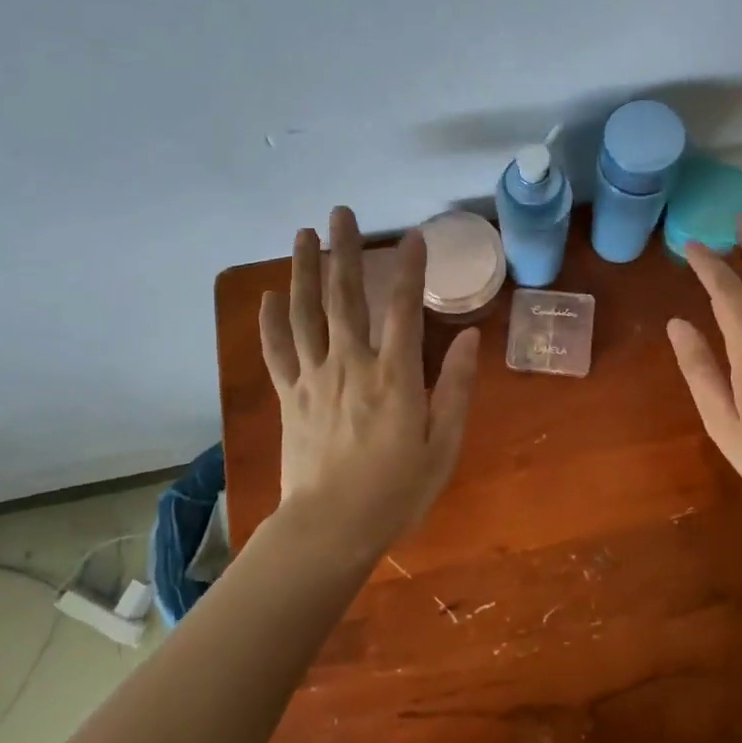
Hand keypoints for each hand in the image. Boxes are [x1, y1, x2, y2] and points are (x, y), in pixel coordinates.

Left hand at [259, 207, 479, 556]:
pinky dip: (271, 322)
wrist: (329, 529)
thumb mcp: (443, 445)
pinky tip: (268, 296)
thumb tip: (473, 338)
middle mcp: (351, 364)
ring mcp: (314, 378)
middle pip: (345, 296)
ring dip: (302, 270)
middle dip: (343, 250)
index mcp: (394, 375)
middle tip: (340, 213)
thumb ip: (457, 389)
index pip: (403, 308)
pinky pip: (277, 351)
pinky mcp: (289, 397)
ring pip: (305, 313)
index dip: (409, 268)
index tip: (413, 235)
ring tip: (302, 235)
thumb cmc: (396, 491)